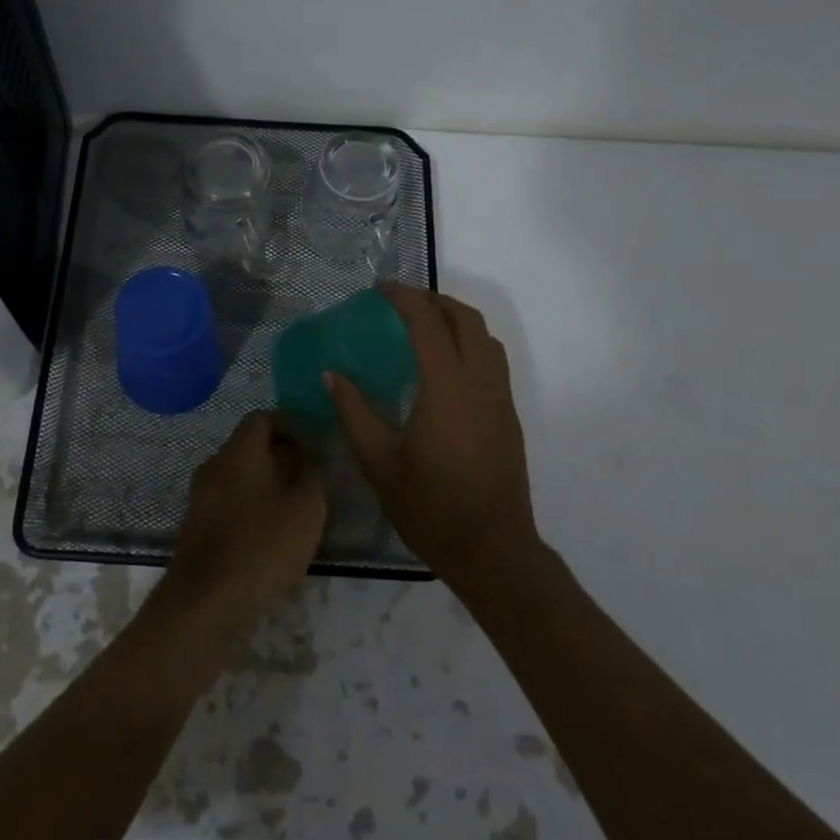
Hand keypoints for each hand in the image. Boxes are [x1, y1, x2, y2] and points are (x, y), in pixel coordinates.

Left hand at [161, 411, 326, 638]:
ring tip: (295, 509)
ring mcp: (201, 496)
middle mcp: (214, 465)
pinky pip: (229, 501)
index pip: (262, 417)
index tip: (313, 444)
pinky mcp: (197, 525)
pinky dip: (251, 506)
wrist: (207, 602)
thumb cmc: (263, 546)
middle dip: (281, 456)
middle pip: (249, 446)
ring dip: (267, 484)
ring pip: (239, 476)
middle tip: (310, 478)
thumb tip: (312, 454)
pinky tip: (270, 535)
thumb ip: (314, 473)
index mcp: (239, 451)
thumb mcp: (307, 508)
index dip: (290, 425)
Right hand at [325, 283, 538, 593]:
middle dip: (435, 300)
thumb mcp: (379, 462)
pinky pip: (493, 362)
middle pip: (466, 319)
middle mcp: (479, 383)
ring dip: (457, 320)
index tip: (381, 288)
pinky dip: (469, 344)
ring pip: (486, 338)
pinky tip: (445, 367)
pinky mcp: (508, 417)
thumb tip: (331, 374)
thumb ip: (354, 413)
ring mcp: (500, 400)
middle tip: (402, 302)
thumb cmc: (430, 508)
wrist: (493, 550)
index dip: (404, 298)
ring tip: (425, 326)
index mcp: (446, 389)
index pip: (428, 324)